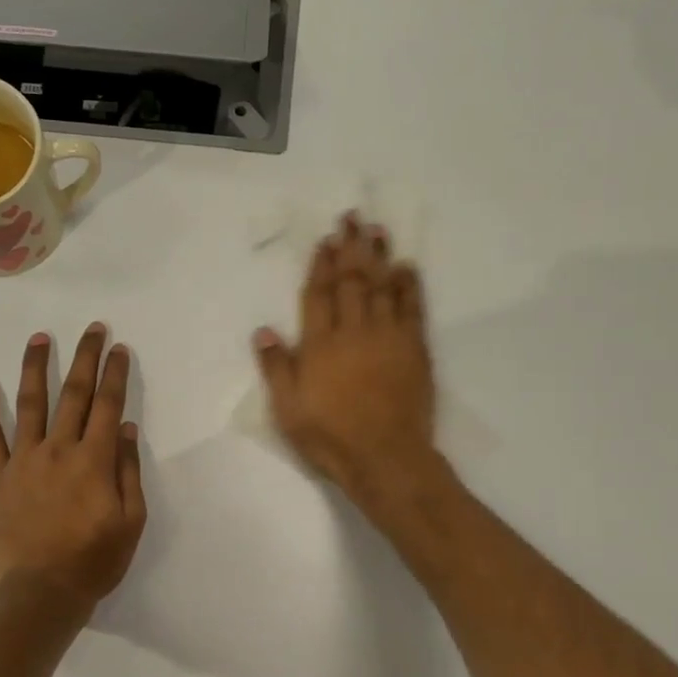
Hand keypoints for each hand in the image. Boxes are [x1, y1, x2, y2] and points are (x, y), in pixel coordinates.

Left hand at [0, 324, 147, 612]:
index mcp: (93, 460)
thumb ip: (127, 470)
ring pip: (30, 405)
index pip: (106, 404)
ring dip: (35, 368)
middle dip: (84, 358)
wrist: (42, 592)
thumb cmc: (94, 560)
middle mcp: (58, 449)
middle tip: (91, 328)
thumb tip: (123, 426)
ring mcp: (24, 461)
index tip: (118, 347)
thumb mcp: (130, 520)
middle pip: (73, 394)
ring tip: (39, 339)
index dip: (114, 373)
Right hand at [255, 214, 441, 511]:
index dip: (321, 264)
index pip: (319, 294)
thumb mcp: (288, 408)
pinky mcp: (414, 350)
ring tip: (378, 230)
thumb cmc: (329, 436)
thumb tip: (263, 330)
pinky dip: (409, 285)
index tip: (326, 240)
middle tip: (354, 218)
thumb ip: (276, 367)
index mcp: (320, 344)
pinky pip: (412, 308)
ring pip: (382, 286)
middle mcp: (353, 331)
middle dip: (351, 248)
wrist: (385, 458)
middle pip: (351, 281)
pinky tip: (407, 268)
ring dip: (379, 257)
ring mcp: (387, 337)